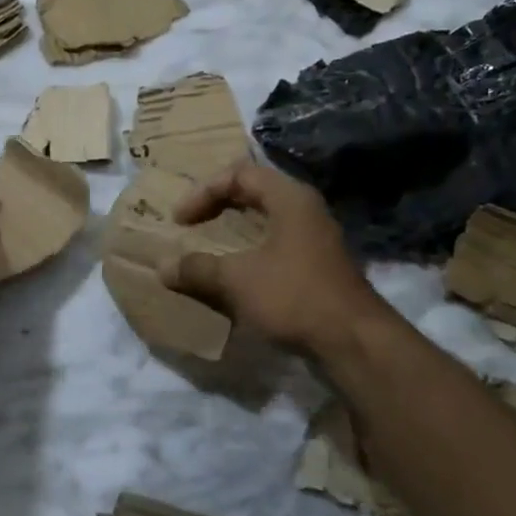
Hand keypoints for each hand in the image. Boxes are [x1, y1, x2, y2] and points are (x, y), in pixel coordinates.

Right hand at [164, 162, 384, 354]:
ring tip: (207, 247)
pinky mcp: (318, 266)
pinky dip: (249, 252)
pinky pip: (275, 245)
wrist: (353, 341)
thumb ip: (197, 268)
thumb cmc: (294, 296)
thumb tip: (162, 267)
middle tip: (191, 225)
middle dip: (218, 206)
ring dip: (233, 231)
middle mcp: (305, 210)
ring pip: (266, 220)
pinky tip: (235, 274)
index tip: (180, 221)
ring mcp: (315, 238)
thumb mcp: (237, 280)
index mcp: (289, 198)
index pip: (239, 173)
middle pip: (254, 192)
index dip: (203, 192)